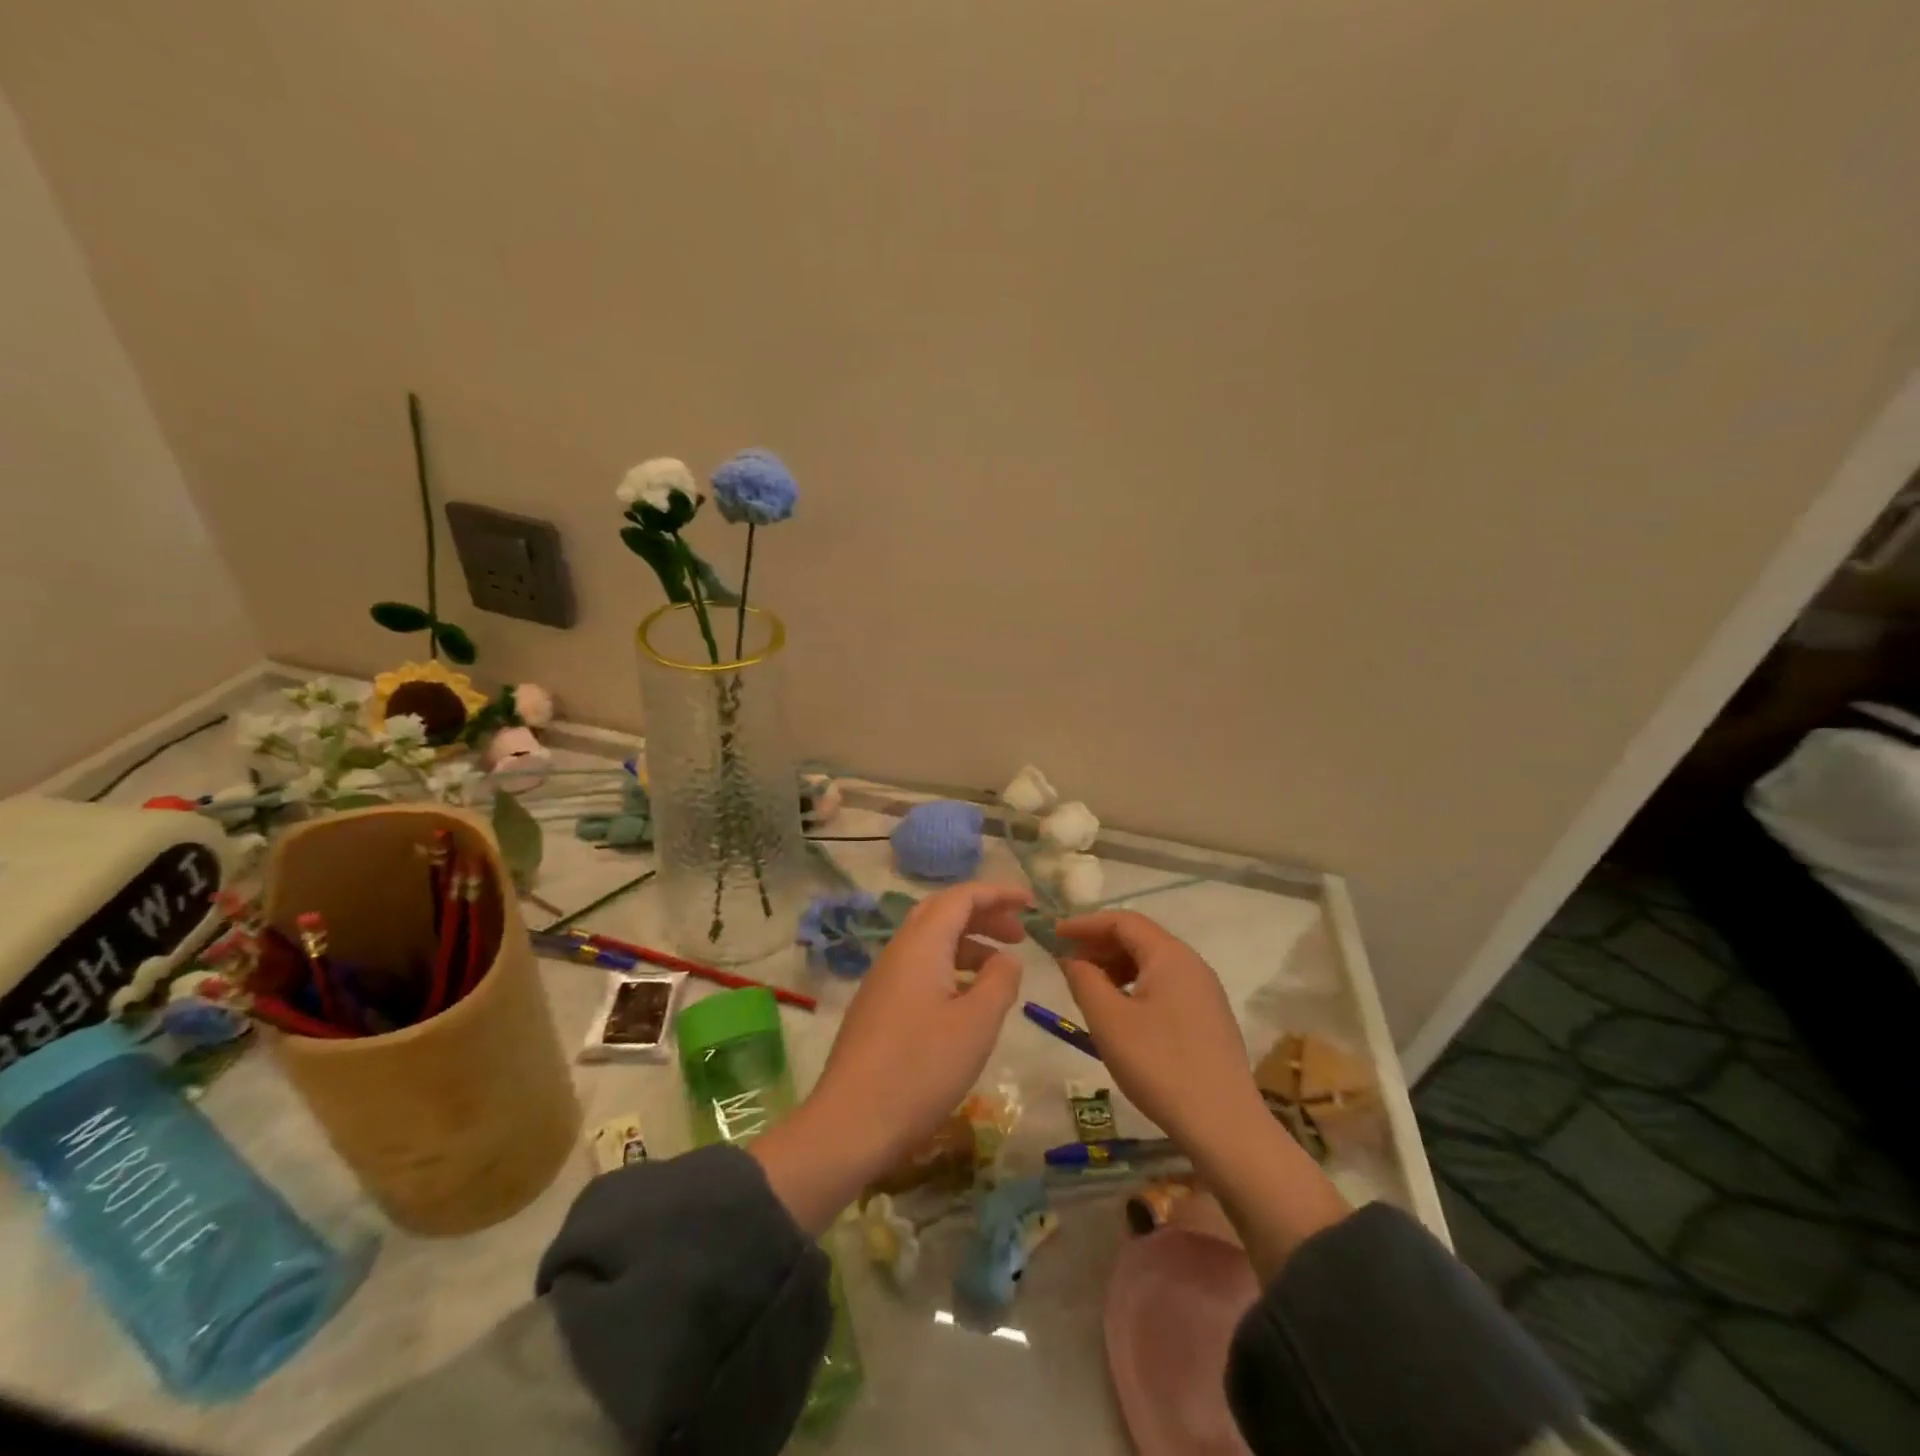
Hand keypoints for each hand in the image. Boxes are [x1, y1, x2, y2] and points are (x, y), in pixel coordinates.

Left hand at [753, 882, 1030, 1232]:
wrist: (850, 1124)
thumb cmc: (920, 1068)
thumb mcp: (976, 1024)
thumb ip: (1000, 981)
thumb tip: (1008, 958)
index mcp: (921, 945)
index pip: (961, 897)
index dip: (998, 893)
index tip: (1031, 903)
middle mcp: (898, 952)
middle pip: (943, 913)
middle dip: (983, 914)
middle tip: (1019, 932)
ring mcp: (883, 980)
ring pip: (930, 942)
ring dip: (968, 943)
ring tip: (1001, 967)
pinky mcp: (878, 1007)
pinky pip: (920, 968)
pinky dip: (951, 968)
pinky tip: (968, 1000)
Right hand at [1054, 910, 1348, 1277]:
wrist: (1224, 1126)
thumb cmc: (1159, 1066)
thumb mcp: (1109, 1021)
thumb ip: (1084, 979)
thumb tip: (1071, 957)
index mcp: (1170, 955)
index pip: (1122, 920)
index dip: (1085, 924)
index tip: (1054, 935)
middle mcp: (1192, 963)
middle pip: (1139, 938)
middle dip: (1099, 944)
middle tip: (1066, 962)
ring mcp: (1205, 991)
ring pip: (1152, 963)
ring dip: (1116, 966)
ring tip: (1089, 988)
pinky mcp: (1209, 1016)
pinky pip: (1166, 985)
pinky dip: (1136, 985)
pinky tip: (1120, 1012)